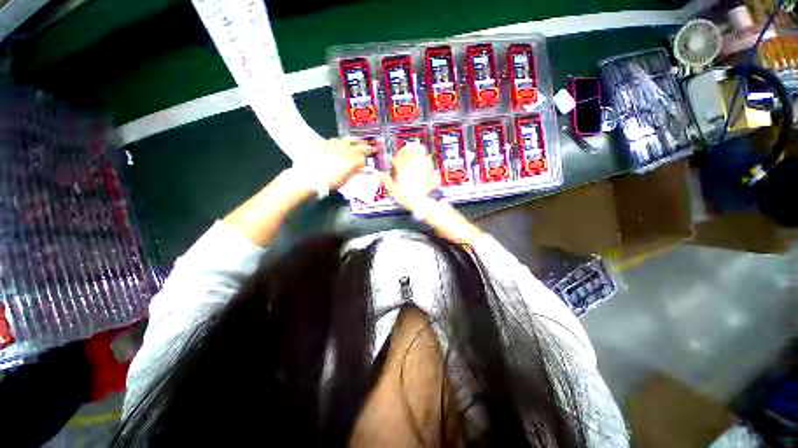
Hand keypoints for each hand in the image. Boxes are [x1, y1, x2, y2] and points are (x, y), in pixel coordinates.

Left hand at [309, 137, 375, 189]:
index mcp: (348, 158)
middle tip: (368, 144)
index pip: (362, 153)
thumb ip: (354, 171)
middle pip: (354, 144)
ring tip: (353, 142)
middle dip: (362, 144)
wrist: (306, 178)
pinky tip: (336, 144)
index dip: (369, 152)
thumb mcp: (344, 180)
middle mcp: (340, 149)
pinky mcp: (319, 146)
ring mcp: (329, 146)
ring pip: (342, 140)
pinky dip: (336, 142)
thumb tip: (362, 167)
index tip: (374, 151)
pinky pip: (330, 141)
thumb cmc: (328, 182)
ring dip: (350, 141)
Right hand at [379, 142, 435, 210]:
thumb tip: (380, 174)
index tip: (394, 160)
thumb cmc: (408, 198)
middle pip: (408, 154)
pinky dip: (426, 157)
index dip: (395, 159)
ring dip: (417, 149)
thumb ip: (386, 181)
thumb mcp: (394, 191)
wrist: (423, 202)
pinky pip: (428, 161)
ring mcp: (421, 169)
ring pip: (419, 155)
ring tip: (416, 144)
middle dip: (406, 149)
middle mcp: (412, 167)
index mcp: (402, 171)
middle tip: (405, 147)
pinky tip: (427, 155)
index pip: (397, 160)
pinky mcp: (429, 172)